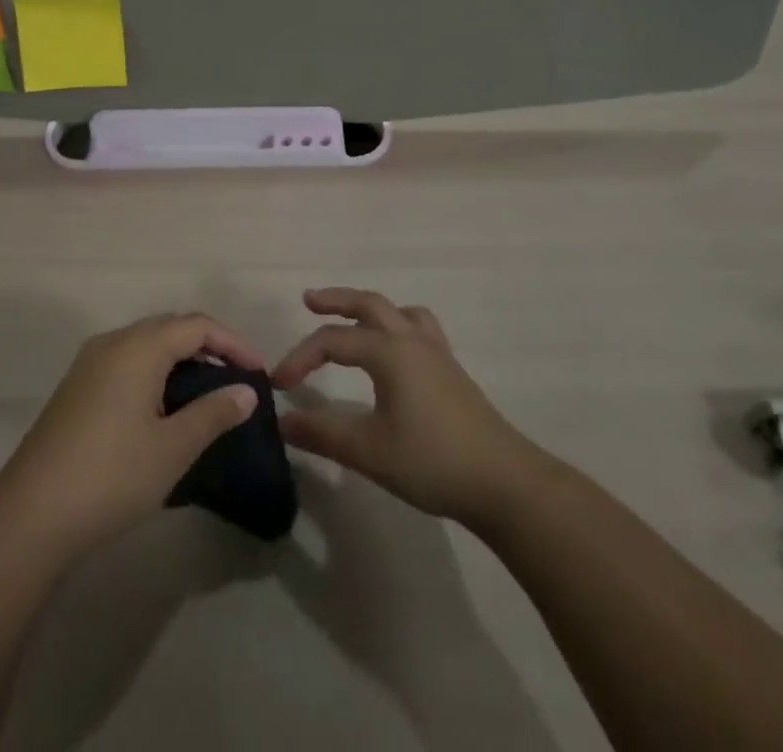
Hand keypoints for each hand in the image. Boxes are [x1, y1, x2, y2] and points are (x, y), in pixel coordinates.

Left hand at [0, 313, 261, 555]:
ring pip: (147, 343)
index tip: (259, 373)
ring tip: (208, 392)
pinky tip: (165, 406)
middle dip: (209, 345)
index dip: (233, 343)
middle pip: (171, 327)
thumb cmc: (111, 475)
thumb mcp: (173, 448)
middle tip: (238, 379)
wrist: (30, 515)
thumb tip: (246, 391)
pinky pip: (128, 361)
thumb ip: (213, 413)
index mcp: (139, 346)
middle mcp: (113, 342)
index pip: (197, 325)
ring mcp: (89, 363)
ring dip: (181, 358)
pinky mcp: (77, 387)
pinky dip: (156, 371)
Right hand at [272, 288, 533, 524]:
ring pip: (399, 312)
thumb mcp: (369, 450)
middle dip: (336, 300)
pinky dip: (397, 326)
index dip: (300, 357)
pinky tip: (395, 353)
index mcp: (389, 351)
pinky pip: (419, 329)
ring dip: (370, 309)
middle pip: (369, 304)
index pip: (332, 342)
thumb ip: (322, 433)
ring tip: (354, 321)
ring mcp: (436, 353)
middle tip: (309, 300)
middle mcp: (411, 340)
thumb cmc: (431, 460)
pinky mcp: (451, 371)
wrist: (503, 482)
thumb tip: (283, 422)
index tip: (279, 385)